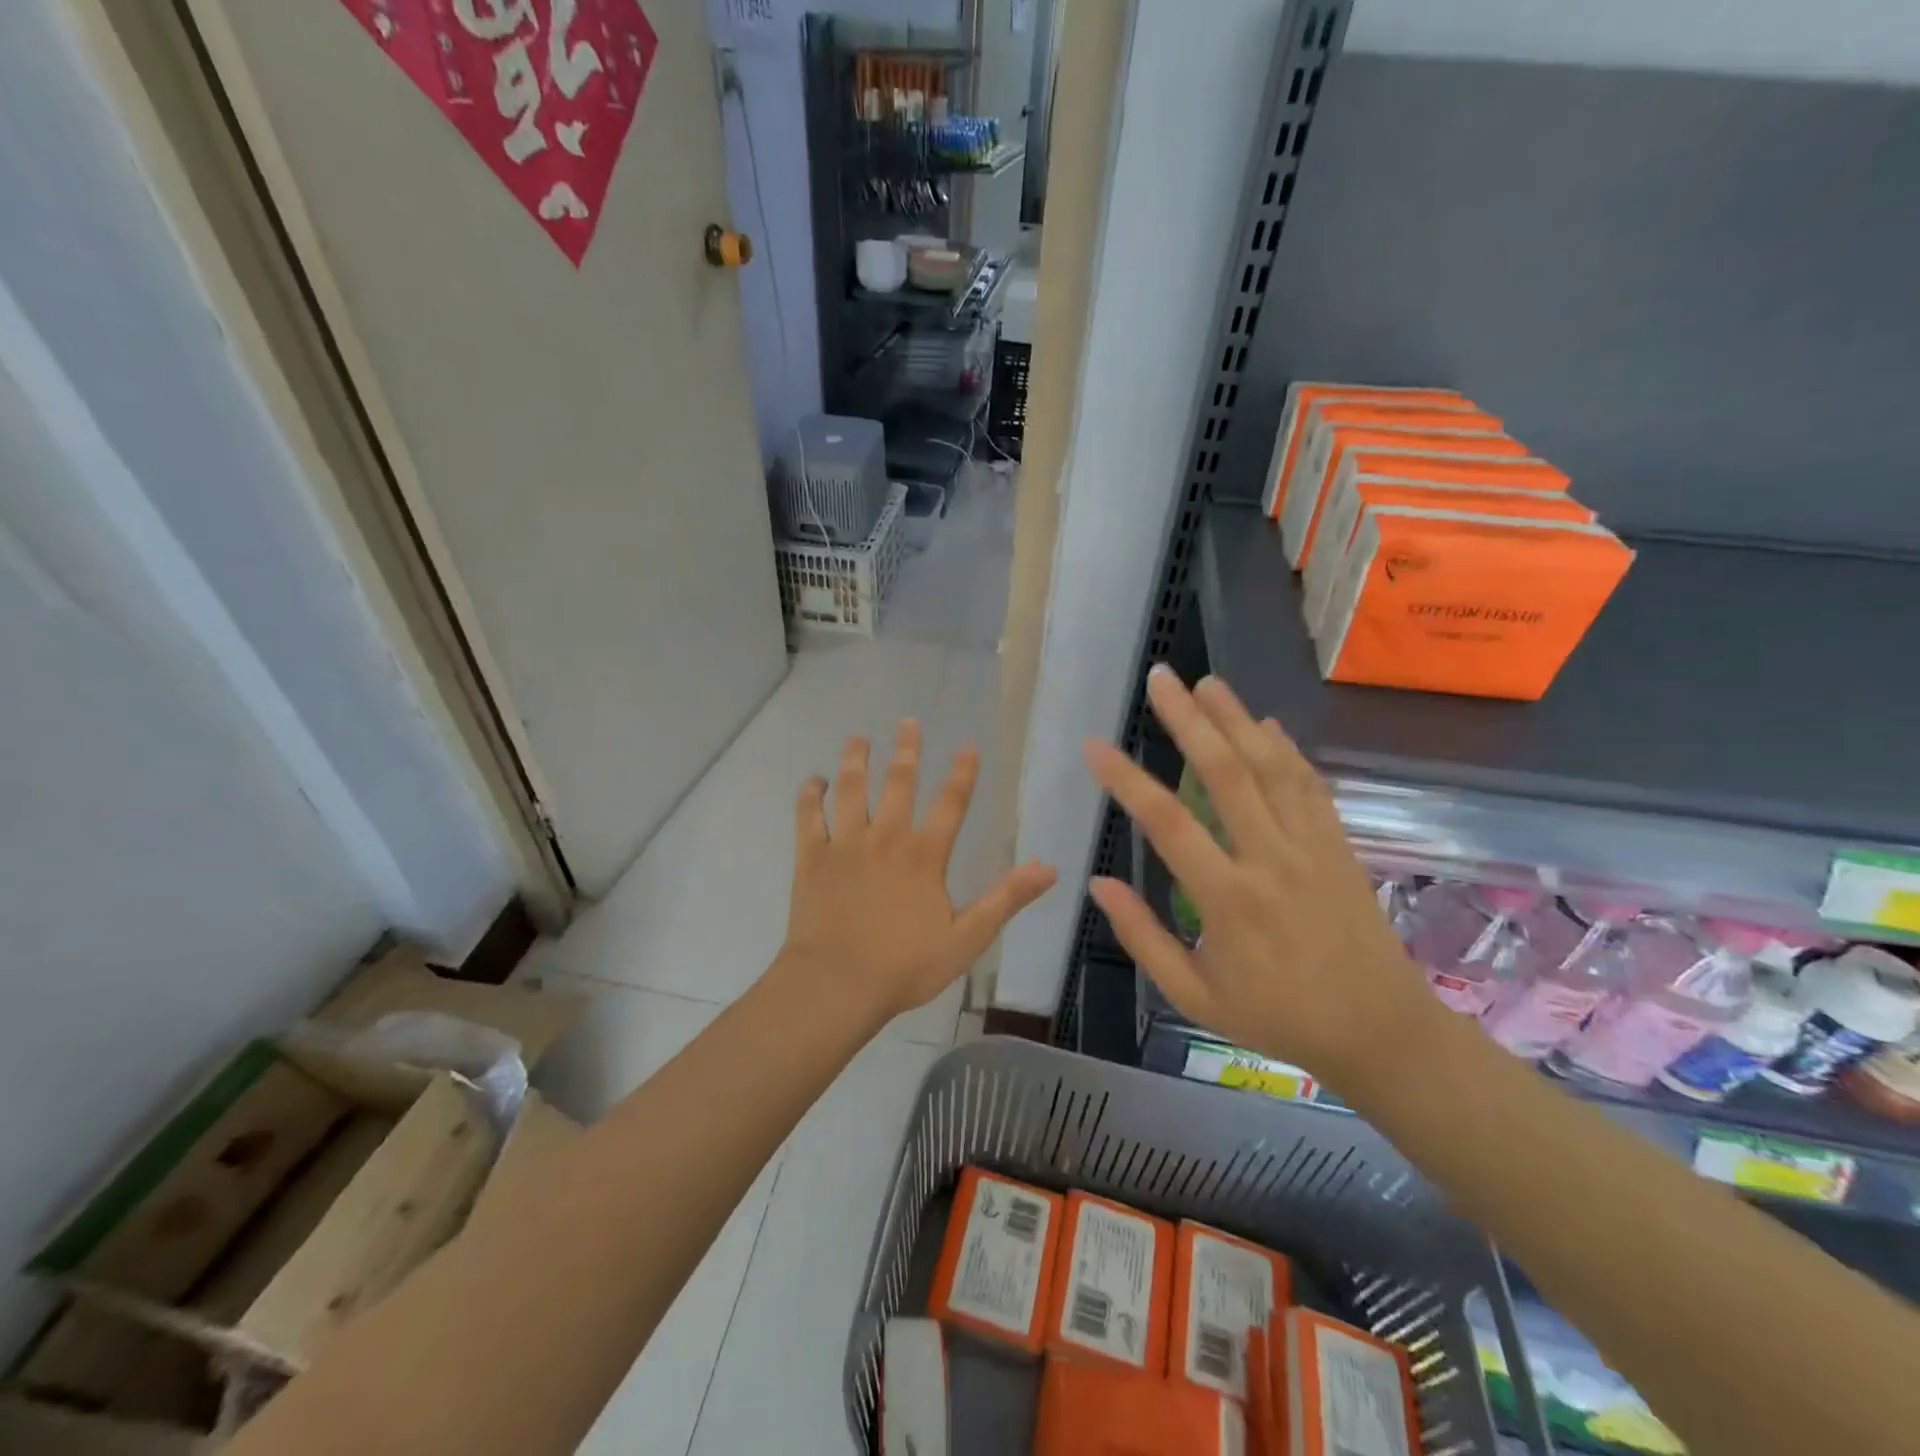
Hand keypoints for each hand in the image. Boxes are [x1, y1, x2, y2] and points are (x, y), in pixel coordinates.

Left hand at [781, 720, 1058, 1025]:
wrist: (836, 985)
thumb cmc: (905, 966)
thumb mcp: (967, 938)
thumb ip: (1007, 899)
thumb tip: (1049, 868)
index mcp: (925, 855)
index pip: (951, 803)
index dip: (962, 773)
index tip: (968, 745)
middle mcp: (886, 838)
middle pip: (898, 782)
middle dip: (906, 750)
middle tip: (908, 722)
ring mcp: (845, 844)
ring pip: (851, 789)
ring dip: (855, 761)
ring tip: (858, 738)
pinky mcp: (811, 857)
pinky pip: (808, 817)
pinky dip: (810, 796)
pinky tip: (813, 781)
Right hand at [1083, 667, 1433, 1088]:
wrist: (1380, 1032)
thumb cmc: (1277, 1018)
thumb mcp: (1195, 996)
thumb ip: (1143, 938)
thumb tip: (1098, 883)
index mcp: (1229, 900)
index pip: (1168, 824)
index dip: (1127, 780)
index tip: (1095, 746)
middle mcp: (1271, 860)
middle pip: (1226, 773)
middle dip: (1189, 719)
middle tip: (1160, 678)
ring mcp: (1312, 847)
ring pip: (1271, 767)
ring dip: (1237, 719)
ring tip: (1206, 682)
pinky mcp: (1340, 845)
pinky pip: (1310, 785)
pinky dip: (1286, 749)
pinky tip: (1264, 723)